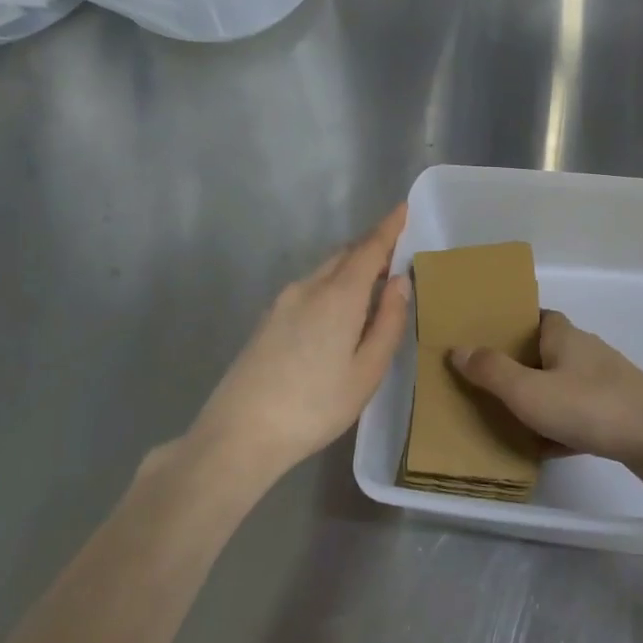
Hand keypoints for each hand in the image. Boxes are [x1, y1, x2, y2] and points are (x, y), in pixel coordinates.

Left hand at [170, 205, 410, 480]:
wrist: (239, 434)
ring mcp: (282, 303)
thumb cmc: (316, 406)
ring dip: (351, 267)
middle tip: (397, 250)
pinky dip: (333, 285)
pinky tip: (340, 311)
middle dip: (371, 247)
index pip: (369, 248)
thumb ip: (389, 322)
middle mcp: (308, 288)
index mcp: (338, 296)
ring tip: (374, 283)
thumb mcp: (367, 371)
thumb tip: (399, 282)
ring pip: (325, 272)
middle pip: (344, 255)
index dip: (389, 228)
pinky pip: (310, 288)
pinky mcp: (267, 321)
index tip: (403, 208)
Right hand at [450, 310, 642, 494]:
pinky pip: (580, 417)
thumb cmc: (590, 407)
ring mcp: (607, 384)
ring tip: (506, 417)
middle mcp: (587, 353)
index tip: (486, 340)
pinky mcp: (620, 415)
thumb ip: (491, 371)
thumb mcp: (528, 391)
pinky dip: (560, 429)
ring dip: (539, 399)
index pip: (538, 317)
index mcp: (565, 337)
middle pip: (548, 353)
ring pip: (563, 387)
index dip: (513, 325)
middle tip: (487, 383)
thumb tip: (458, 348)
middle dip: (520, 366)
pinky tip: (542, 450)